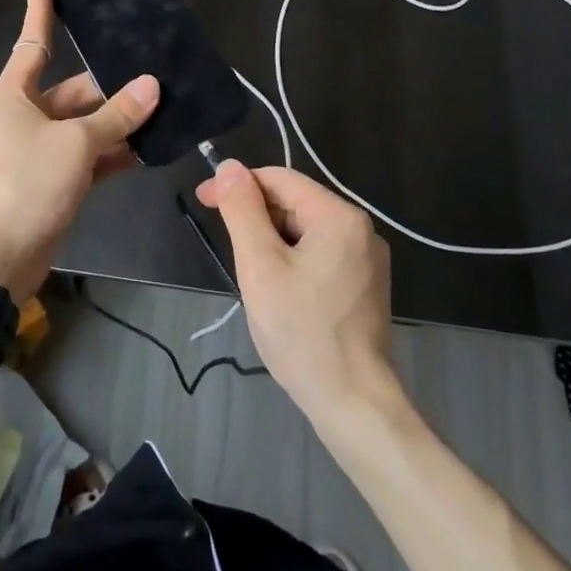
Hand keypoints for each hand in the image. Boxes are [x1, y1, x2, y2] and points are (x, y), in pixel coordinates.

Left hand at [0, 0, 158, 302]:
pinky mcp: (52, 180)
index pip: (32, 41)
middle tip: (153, 72)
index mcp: (14, 96)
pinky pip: (87, 156)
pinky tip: (148, 147)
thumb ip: (116, 116)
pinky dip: (112, 152)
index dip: (39, 8)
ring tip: (161, 106)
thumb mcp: (75, 144)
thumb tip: (151, 85)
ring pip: (83, 124)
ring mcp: (38, 151)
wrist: (0, 259)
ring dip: (116, 120)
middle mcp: (23, 117)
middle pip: (72, 90)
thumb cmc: (27, 185)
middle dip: (110, 85)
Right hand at [196, 162, 396, 423]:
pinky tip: (279, 289)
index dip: (238, 185)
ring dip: (272, 240)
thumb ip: (243, 210)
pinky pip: (320, 254)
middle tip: (227, 245)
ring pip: (305, 230)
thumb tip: (229, 166)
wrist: (353, 403)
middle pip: (295, 203)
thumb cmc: (302, 331)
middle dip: (256, 216)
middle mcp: (360, 229)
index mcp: (339, 216)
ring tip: (251, 273)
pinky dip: (292, 260)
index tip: (204, 201)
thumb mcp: (260, 265)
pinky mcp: (365, 286)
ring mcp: (367, 259)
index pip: (279, 179)